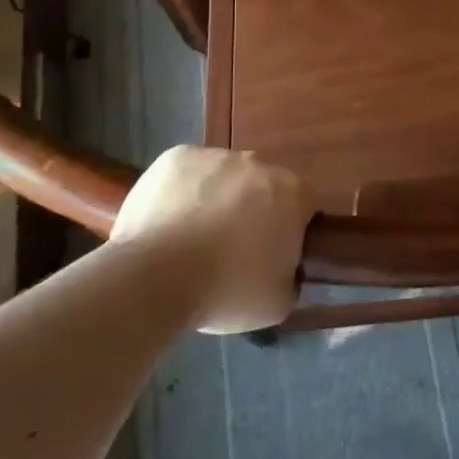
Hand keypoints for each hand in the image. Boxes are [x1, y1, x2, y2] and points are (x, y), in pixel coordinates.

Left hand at [110, 146, 312, 333]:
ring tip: (191, 238)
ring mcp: (215, 156)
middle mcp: (258, 164)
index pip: (302, 204)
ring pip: (222, 176)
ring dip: (215, 198)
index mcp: (291, 193)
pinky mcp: (176, 157)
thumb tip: (282, 270)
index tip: (271, 254)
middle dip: (251, 209)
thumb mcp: (277, 302)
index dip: (288, 228)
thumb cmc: (226, 290)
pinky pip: (186, 173)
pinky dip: (182, 191)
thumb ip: (290, 277)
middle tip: (231, 248)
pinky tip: (168, 222)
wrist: (156, 277)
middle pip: (261, 185)